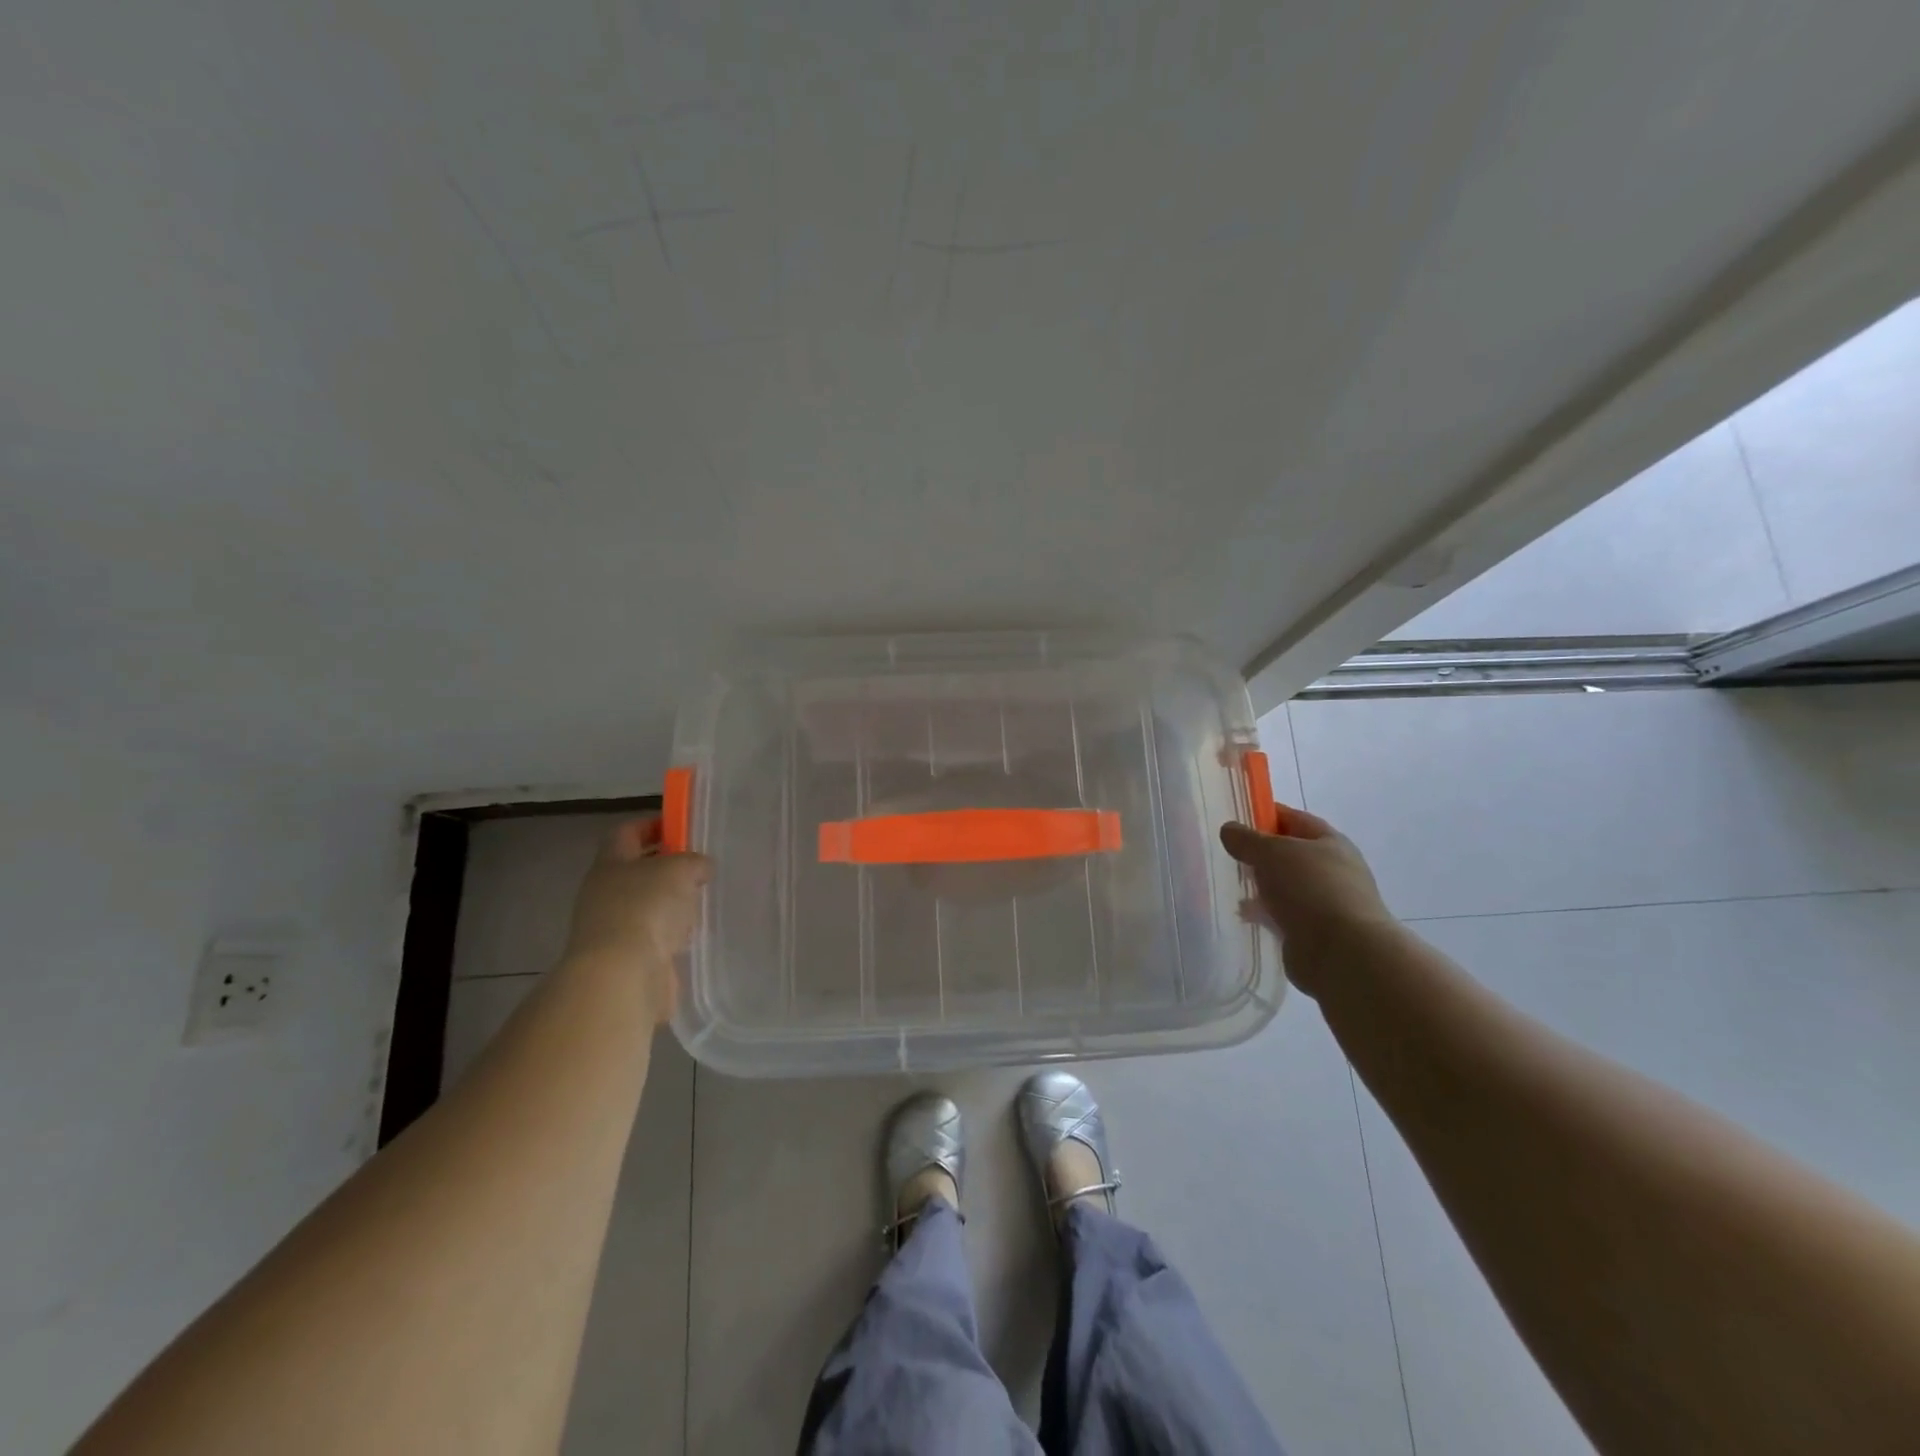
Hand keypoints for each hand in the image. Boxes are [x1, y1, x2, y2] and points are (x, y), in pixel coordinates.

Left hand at [564, 819, 711, 1022]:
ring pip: (647, 904)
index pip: (627, 832)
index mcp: (610, 863)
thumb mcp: (680, 869)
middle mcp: (605, 892)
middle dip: (668, 867)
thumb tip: (700, 868)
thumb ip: (694, 862)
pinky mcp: (626, 958)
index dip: (653, 825)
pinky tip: (693, 934)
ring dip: (672, 903)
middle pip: (637, 869)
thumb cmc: (647, 908)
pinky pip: (654, 936)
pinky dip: (672, 934)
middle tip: (701, 867)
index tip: (682, 827)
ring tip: (703, 901)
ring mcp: (612, 927)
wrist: (622, 976)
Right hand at [1220, 807, 1393, 998]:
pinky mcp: (1315, 932)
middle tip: (1229, 854)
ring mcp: (1325, 903)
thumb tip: (1229, 829)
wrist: (1343, 953)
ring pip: (1285, 886)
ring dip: (1262, 886)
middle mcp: (1332, 869)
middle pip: (1289, 854)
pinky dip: (1265, 912)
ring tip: (1231, 885)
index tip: (1234, 819)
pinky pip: (1283, 914)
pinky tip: (1244, 915)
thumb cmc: (1310, 889)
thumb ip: (1247, 839)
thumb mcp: (1272, 852)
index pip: (1293, 819)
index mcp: (1330, 842)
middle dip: (1260, 854)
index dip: (1265, 815)